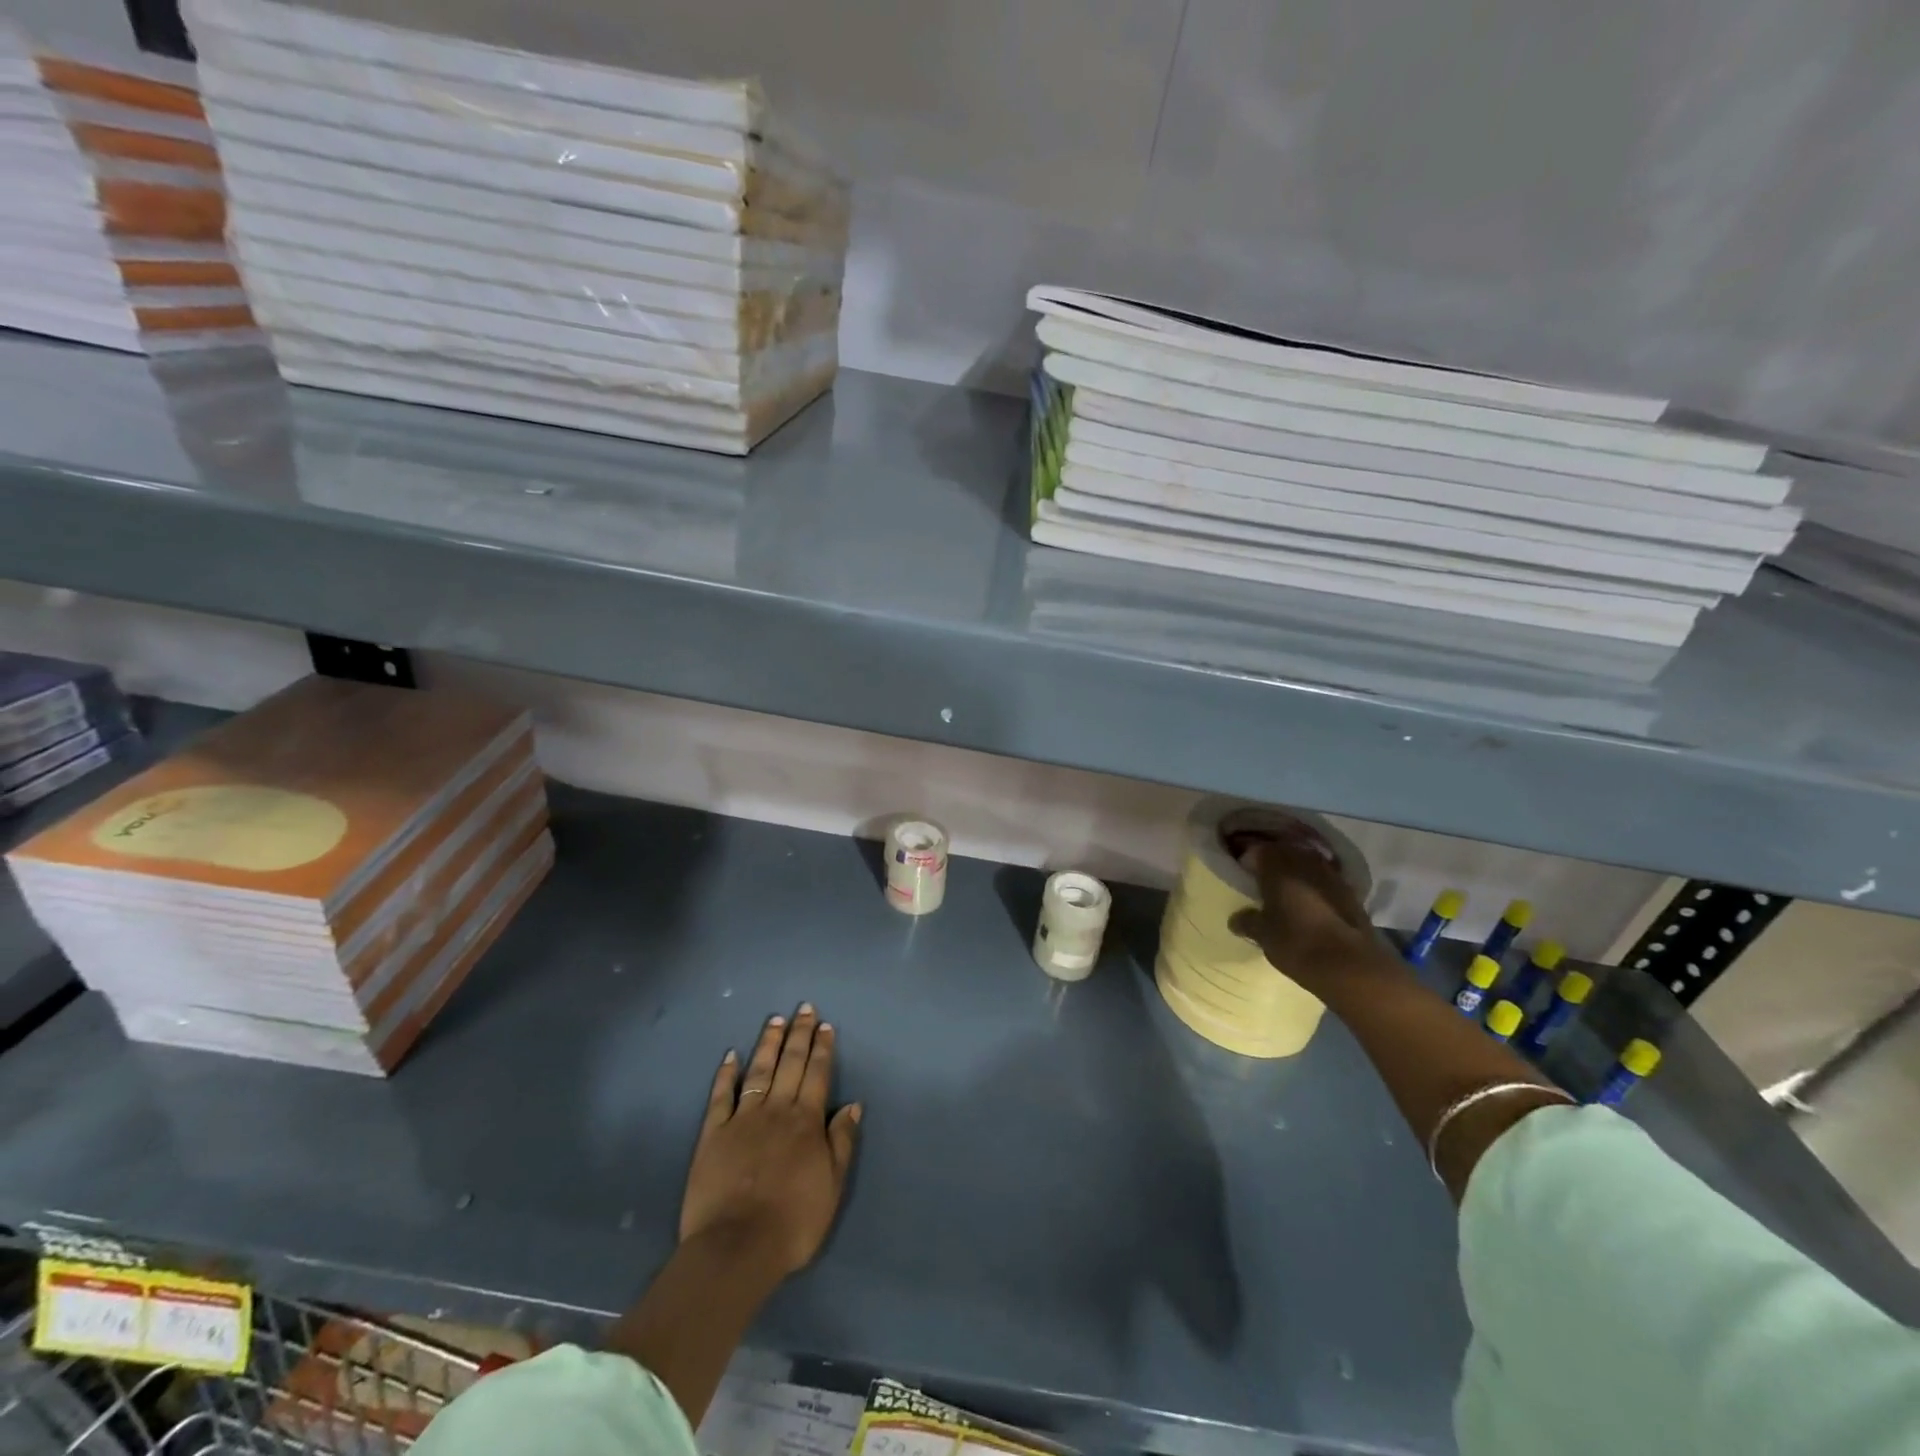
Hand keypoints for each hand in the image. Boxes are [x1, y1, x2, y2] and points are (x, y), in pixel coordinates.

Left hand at [680, 1005, 861, 1277]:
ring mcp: (742, 1119)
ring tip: (775, 1020)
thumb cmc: (793, 1222)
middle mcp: (776, 1110)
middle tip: (804, 1008)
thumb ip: (842, 1142)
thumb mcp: (832, 1186)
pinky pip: (721, 1096)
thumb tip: (853, 1104)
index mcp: (806, 1121)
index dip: (822, 1048)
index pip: (817, 1074)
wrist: (736, 1248)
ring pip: (758, 1071)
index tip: (825, 1025)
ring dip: (768, 1044)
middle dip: (799, 1034)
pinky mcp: (713, 1134)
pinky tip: (730, 1055)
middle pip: (790, 1064)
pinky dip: (726, 1074)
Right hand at [1230, 838, 1394, 998]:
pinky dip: (1316, 886)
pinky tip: (1311, 903)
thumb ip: (1248, 921)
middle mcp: (1305, 862)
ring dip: (1297, 873)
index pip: (1257, 851)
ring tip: (1287, 891)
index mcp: (1277, 867)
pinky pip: (1326, 880)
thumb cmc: (1297, 943)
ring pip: (1308, 864)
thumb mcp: (1263, 935)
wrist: (1351, 966)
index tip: (1243, 873)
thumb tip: (1236, 918)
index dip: (1248, 860)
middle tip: (1263, 880)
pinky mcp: (1351, 893)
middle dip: (1274, 863)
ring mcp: (1331, 875)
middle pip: (1285, 853)